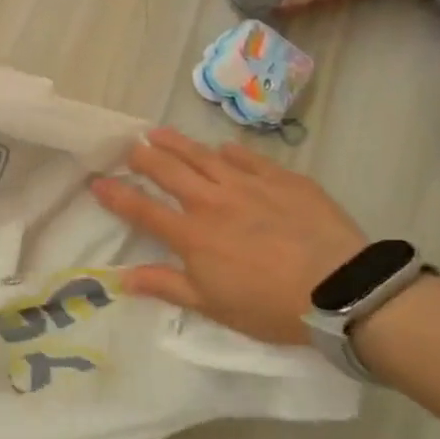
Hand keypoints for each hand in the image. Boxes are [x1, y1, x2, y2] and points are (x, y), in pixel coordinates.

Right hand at [90, 127, 367, 345]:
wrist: (343, 290)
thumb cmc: (270, 306)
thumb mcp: (212, 306)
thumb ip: (166, 286)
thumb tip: (122, 279)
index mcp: (191, 235)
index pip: (141, 209)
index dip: (115, 194)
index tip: (96, 181)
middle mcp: (211, 202)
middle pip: (167, 171)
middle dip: (143, 157)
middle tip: (129, 148)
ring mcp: (248, 185)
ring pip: (202, 155)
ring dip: (176, 143)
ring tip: (157, 133)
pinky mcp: (283, 179)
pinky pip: (247, 158)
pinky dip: (229, 152)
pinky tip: (221, 148)